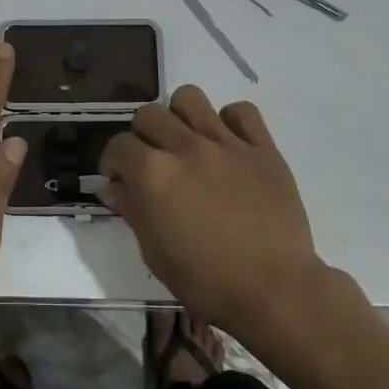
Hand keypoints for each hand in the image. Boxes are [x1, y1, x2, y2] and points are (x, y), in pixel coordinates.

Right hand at [101, 86, 337, 335]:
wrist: (275, 290)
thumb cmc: (206, 281)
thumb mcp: (154, 253)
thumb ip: (131, 210)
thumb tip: (113, 186)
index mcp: (154, 174)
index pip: (119, 145)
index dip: (114, 162)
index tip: (120, 179)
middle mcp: (186, 147)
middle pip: (149, 114)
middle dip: (142, 135)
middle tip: (151, 161)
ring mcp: (226, 144)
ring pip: (190, 98)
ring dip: (180, 116)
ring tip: (186, 141)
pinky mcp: (263, 148)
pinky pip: (242, 112)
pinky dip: (230, 121)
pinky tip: (227, 144)